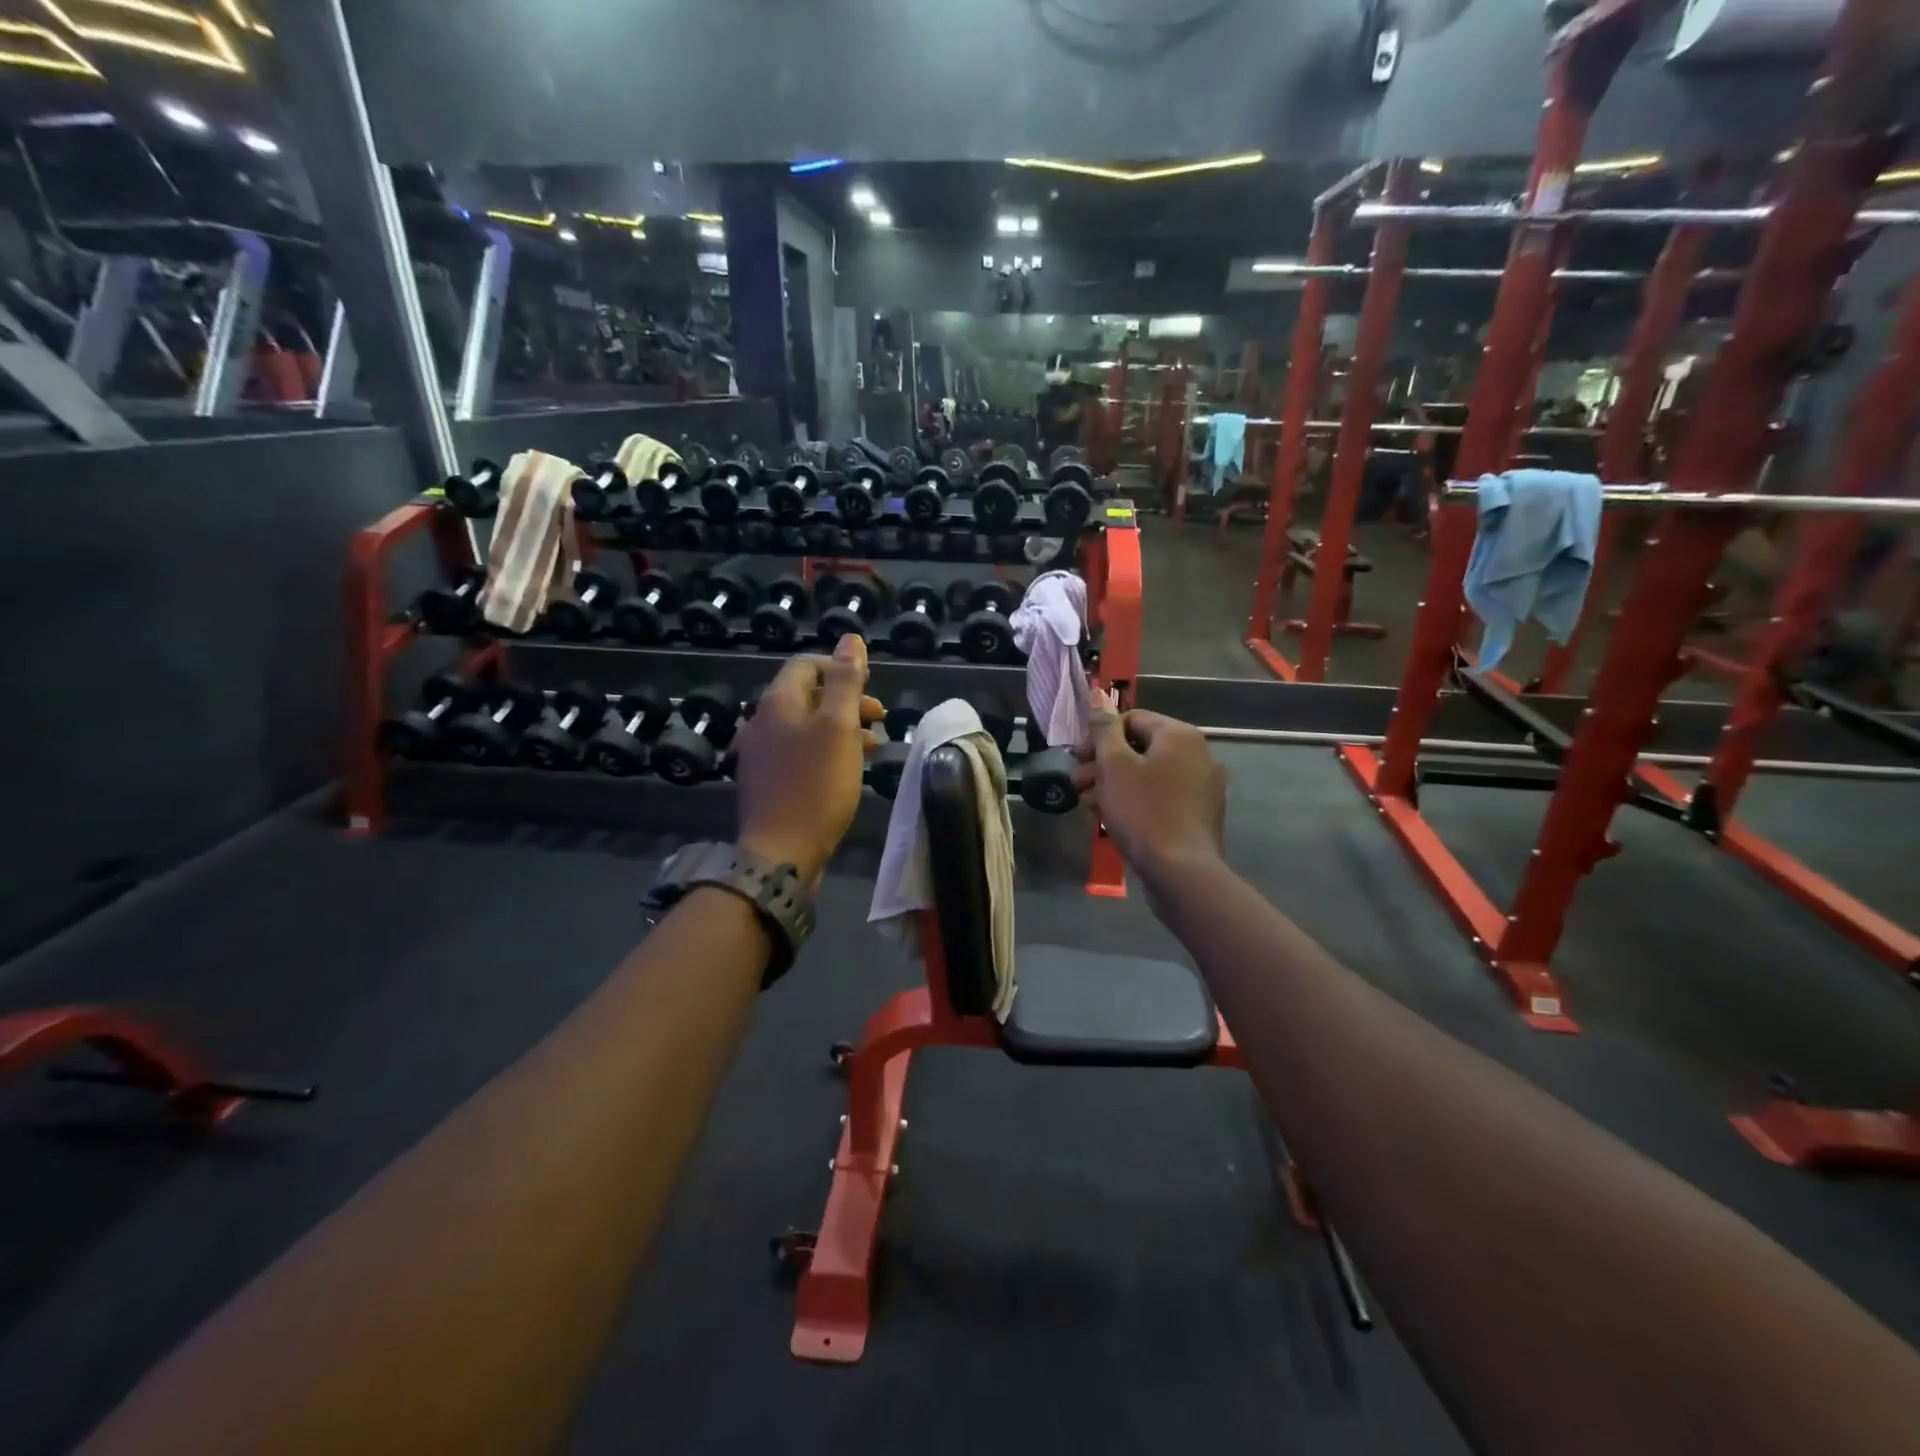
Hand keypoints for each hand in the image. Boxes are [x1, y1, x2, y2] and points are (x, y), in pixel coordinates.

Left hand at [733, 636, 882, 885]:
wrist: (780, 854)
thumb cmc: (815, 785)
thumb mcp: (838, 727)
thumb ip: (845, 682)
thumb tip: (851, 639)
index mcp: (777, 703)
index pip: (806, 665)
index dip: (840, 667)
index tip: (870, 688)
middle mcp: (761, 723)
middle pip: (806, 696)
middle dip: (845, 700)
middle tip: (879, 716)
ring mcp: (760, 755)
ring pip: (805, 727)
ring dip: (840, 728)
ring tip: (873, 745)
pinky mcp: (766, 783)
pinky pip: (799, 754)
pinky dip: (825, 752)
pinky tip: (846, 770)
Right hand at [1072, 690, 1226, 882]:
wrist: (1181, 871)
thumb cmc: (1143, 811)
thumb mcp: (1114, 766)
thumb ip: (1104, 728)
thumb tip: (1099, 695)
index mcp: (1180, 735)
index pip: (1131, 719)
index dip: (1098, 737)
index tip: (1077, 759)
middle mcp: (1198, 754)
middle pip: (1139, 748)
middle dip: (1103, 764)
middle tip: (1078, 785)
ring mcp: (1202, 786)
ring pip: (1148, 775)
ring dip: (1114, 785)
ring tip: (1090, 806)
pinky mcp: (1199, 814)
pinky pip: (1161, 797)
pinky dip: (1136, 802)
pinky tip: (1113, 820)